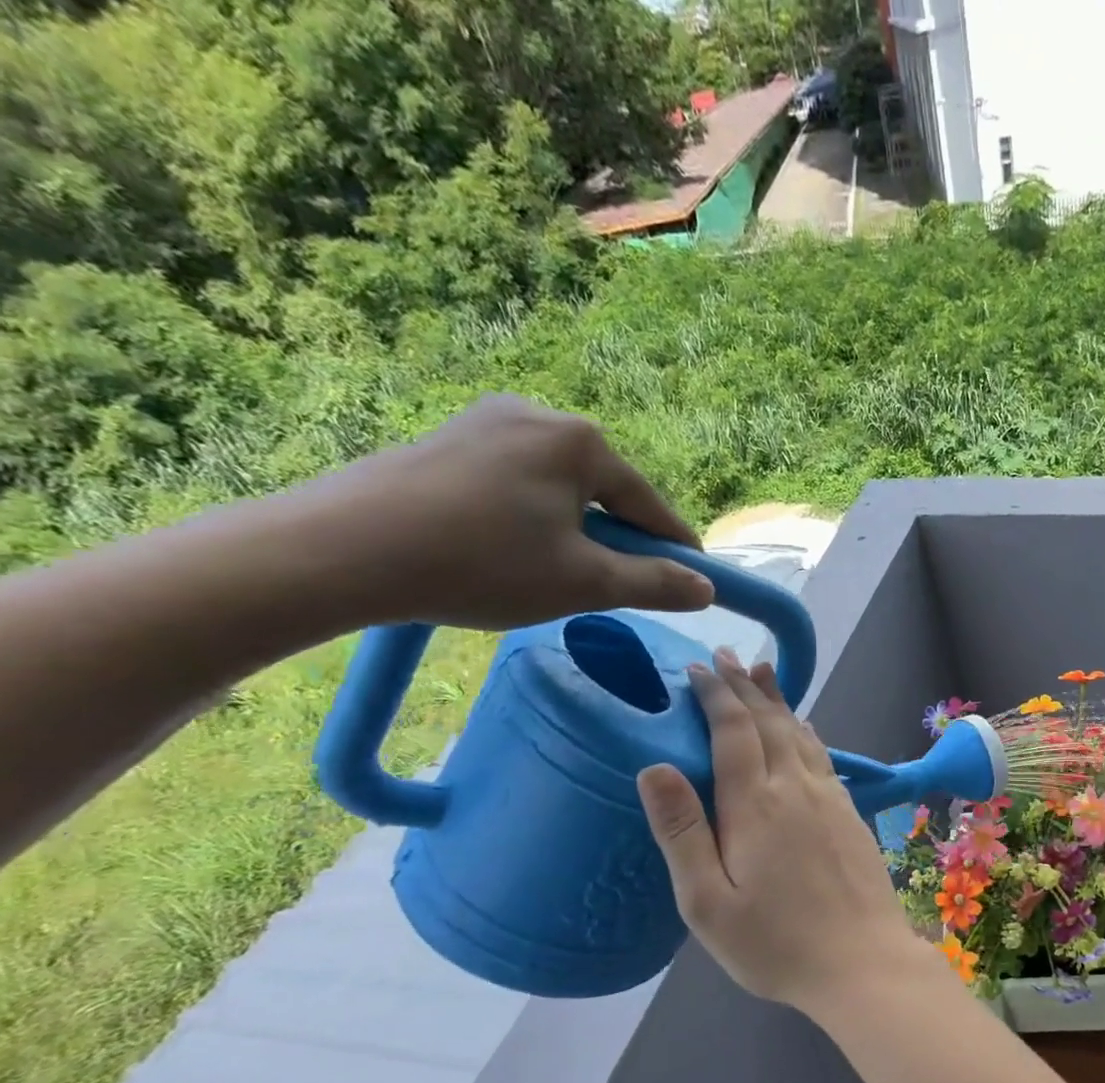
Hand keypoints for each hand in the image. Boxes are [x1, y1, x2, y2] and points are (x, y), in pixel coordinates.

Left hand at [296, 393, 714, 629]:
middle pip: (604, 491)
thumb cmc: (484, 564)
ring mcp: (486, 420)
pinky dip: (532, 518)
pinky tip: (511, 551)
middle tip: (614, 586)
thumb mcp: (586, 583)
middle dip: (618, 539)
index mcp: (580, 441)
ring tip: (556, 574)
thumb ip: (655, 584)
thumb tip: (705, 589)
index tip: (697, 581)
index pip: (650, 505)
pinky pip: (517, 481)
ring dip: (575, 531)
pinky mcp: (448, 438)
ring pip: (560, 488)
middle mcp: (538, 414)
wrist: (342, 551)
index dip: (676, 548)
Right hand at [635, 648, 930, 1012]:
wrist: (863, 962)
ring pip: (801, 734)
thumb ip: (682, 832)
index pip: (733, 733)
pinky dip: (807, 732)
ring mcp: (830, 799)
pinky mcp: (851, 815)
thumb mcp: (707, 902)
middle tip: (728, 656)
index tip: (698, 668)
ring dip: (779, 702)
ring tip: (764, 674)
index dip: (715, 696)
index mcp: (756, 805)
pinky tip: (805, 730)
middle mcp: (796, 789)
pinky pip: (823, 757)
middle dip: (746, 687)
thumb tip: (654, 767)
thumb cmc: (776, 943)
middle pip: (770, 723)